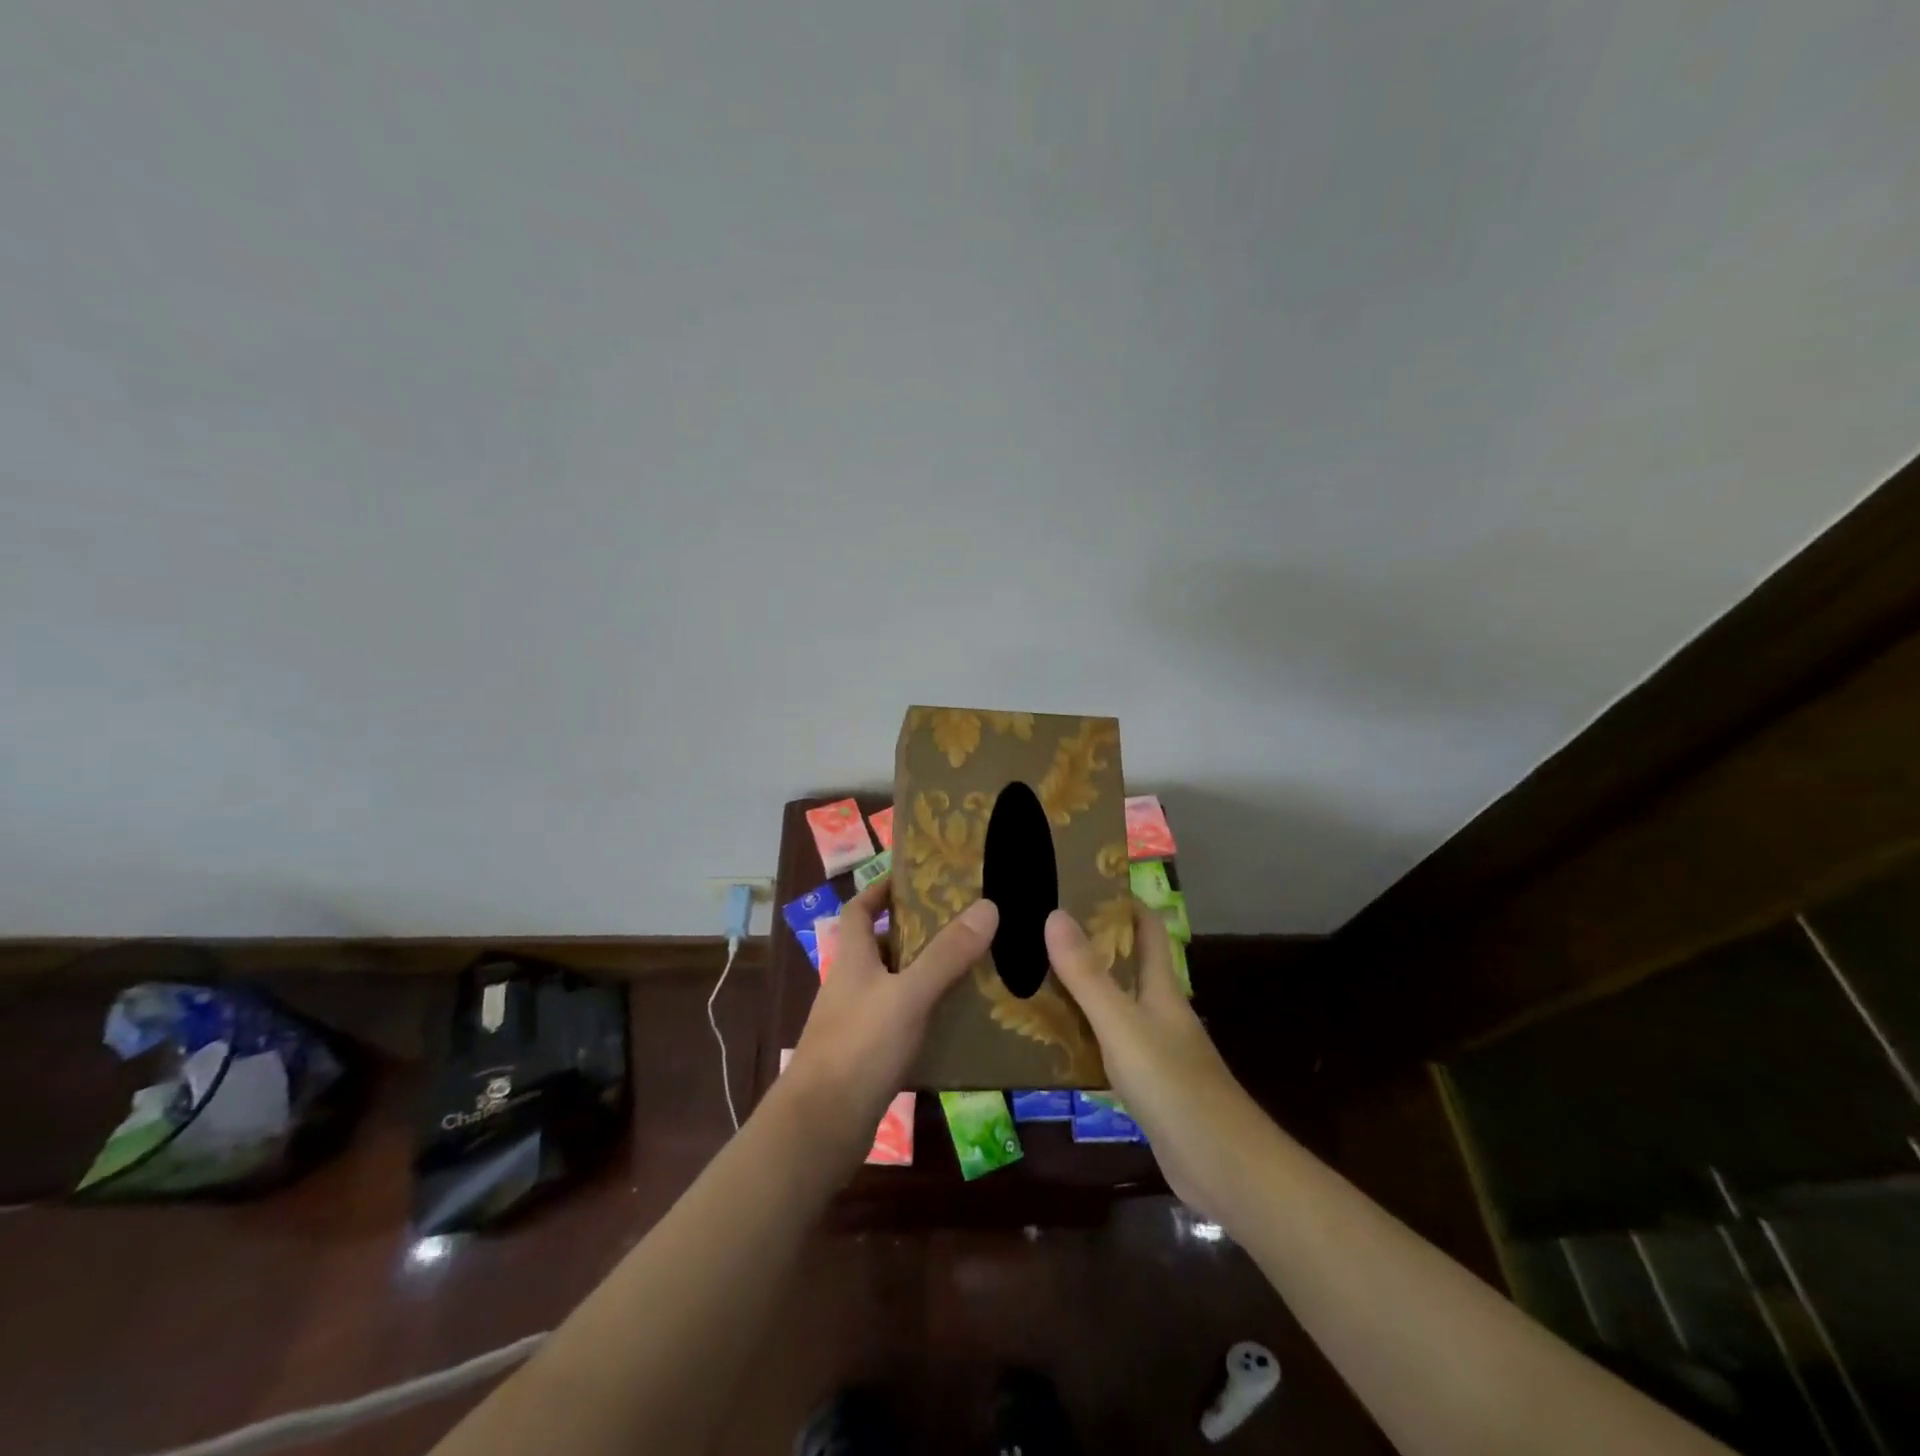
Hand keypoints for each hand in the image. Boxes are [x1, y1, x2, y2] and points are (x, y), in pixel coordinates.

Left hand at [778, 878, 998, 1166]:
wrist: (820, 1128)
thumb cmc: (860, 1047)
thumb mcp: (908, 995)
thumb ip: (946, 954)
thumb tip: (987, 906)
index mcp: (853, 959)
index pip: (859, 910)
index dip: (880, 890)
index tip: (914, 879)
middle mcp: (851, 985)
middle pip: (881, 947)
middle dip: (917, 933)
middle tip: (963, 924)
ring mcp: (856, 1023)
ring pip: (894, 987)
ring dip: (925, 976)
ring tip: (971, 969)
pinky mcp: (866, 1058)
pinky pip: (900, 1024)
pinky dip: (925, 1017)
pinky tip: (957, 1024)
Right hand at [1045, 902, 1258, 1212]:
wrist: (1223, 1168)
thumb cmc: (1174, 1085)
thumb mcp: (1122, 1025)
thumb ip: (1088, 975)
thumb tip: (1055, 914)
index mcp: (1161, 988)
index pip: (1147, 929)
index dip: (1122, 902)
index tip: (1081, 882)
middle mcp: (1160, 1012)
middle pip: (1127, 965)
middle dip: (1090, 944)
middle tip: (1040, 928)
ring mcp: (1155, 1050)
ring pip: (1114, 1006)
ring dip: (1082, 990)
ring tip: (1033, 974)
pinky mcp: (1147, 1086)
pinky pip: (1109, 1046)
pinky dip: (1083, 1034)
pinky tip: (1052, 1038)